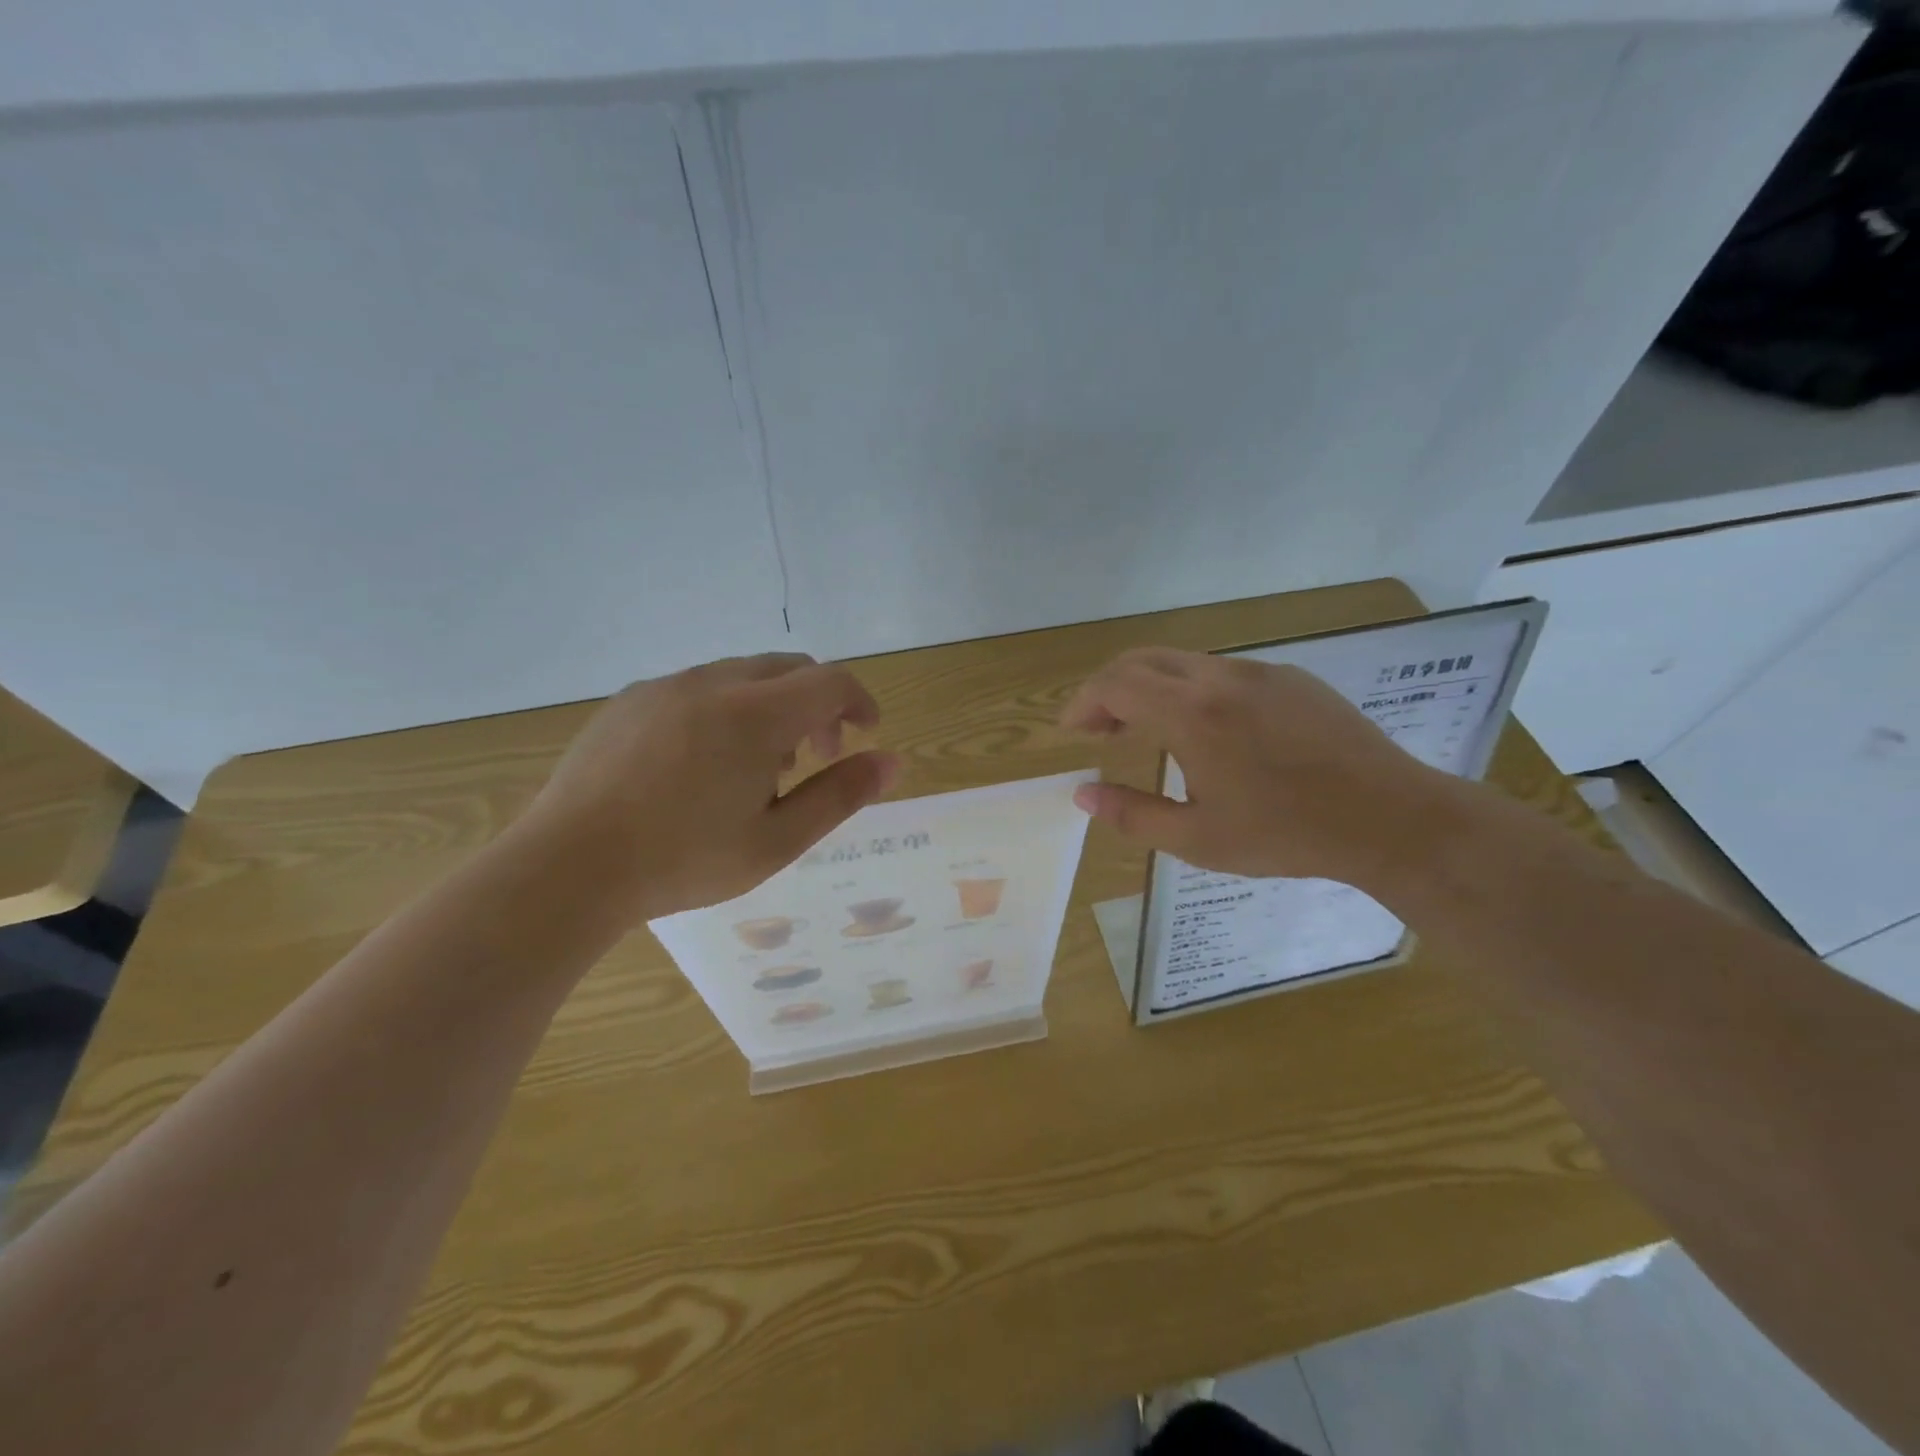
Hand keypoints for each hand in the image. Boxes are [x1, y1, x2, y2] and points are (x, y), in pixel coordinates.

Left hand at [519, 653, 900, 922]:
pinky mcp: (630, 699)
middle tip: (815, 757)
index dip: (859, 703)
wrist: (566, 867)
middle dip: (817, 704)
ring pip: (742, 675)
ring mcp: (666, 686)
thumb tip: (892, 762)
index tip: (865, 736)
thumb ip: (840, 796)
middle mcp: (713, 683)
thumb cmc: (682, 860)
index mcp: (755, 714)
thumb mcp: (776, 840)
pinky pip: (697, 687)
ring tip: (757, 768)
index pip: (831, 682)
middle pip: (789, 668)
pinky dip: (725, 708)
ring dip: (771, 707)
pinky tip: (703, 762)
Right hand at [1059, 647, 1451, 888]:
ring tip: (1147, 731)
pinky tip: (1207, 731)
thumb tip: (1082, 795)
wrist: (1388, 818)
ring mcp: (1259, 672)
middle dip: (1109, 689)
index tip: (1073, 732)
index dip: (1083, 702)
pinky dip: (1191, 690)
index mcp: (1192, 714)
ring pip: (1182, 662)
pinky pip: (1222, 672)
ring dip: (1150, 688)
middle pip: (1142, 660)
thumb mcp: (1197, 839)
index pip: (1115, 684)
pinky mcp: (1290, 678)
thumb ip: (1131, 814)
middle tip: (1100, 730)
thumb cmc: (1285, 834)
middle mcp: (1219, 678)